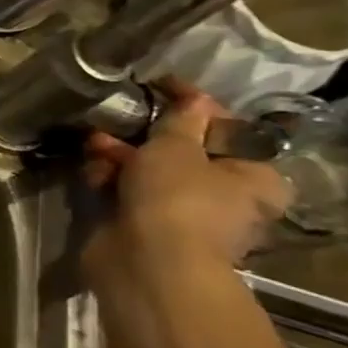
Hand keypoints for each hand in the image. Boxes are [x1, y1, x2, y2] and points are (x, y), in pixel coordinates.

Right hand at [82, 83, 290, 279]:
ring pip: (150, 172)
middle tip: (118, 118)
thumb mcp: (178, 147)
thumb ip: (182, 118)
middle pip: (184, 152)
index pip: (226, 128)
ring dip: (121, 155)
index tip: (160, 85)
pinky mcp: (146, 226)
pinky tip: (93, 171)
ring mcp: (183, 213)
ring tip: (94, 144)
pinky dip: (110, 179)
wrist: (146, 263)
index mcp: (254, 176)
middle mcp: (226, 196)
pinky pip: (128, 192)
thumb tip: (193, 98)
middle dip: (146, 134)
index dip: (192, 105)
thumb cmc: (177, 198)